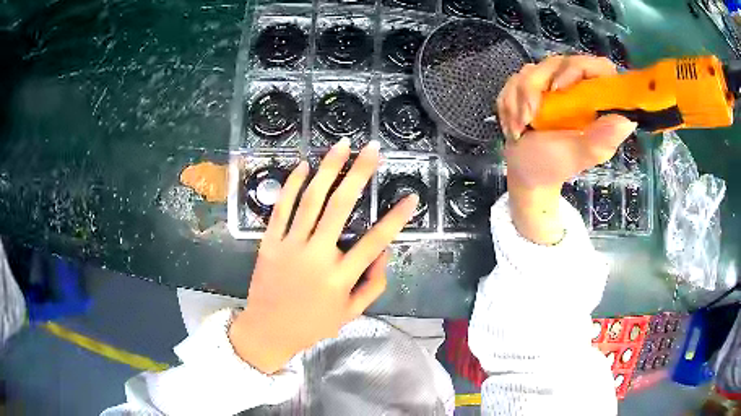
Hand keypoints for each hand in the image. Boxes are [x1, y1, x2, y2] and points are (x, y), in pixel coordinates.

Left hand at [229, 139, 418, 373]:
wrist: (268, 330)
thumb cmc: (313, 324)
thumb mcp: (351, 313)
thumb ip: (373, 285)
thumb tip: (385, 254)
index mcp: (340, 277)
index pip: (375, 241)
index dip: (396, 218)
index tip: (412, 197)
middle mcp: (317, 256)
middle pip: (341, 206)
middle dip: (360, 173)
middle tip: (373, 149)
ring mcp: (290, 246)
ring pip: (311, 199)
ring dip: (328, 169)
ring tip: (342, 145)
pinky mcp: (270, 242)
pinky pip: (281, 208)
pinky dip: (292, 184)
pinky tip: (303, 165)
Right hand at [496, 55, 636, 243]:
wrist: (525, 173)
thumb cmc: (554, 165)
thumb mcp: (578, 155)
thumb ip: (600, 140)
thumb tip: (626, 121)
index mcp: (594, 101)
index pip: (598, 67)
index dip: (579, 68)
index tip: (559, 89)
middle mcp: (575, 87)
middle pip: (557, 62)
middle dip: (535, 87)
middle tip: (530, 116)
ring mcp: (550, 84)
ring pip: (531, 70)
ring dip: (519, 99)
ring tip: (520, 127)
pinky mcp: (530, 87)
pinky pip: (514, 80)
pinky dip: (508, 103)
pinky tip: (513, 125)